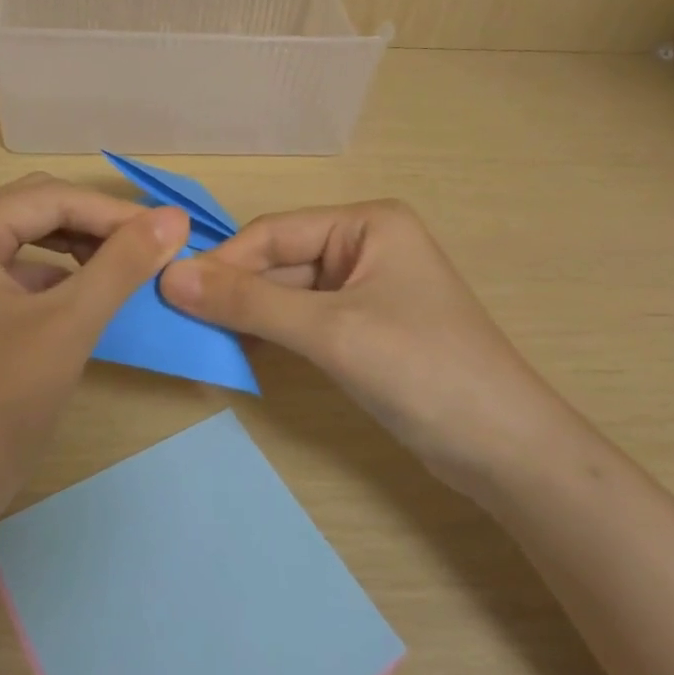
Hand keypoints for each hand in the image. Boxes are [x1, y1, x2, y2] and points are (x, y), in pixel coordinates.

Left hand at [0, 175, 188, 532]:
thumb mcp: (67, 327)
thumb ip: (122, 265)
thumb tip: (173, 217)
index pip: (50, 197)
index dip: (114, 212)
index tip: (169, 233)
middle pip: (32, 213)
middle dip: (93, 228)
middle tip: (147, 252)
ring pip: (20, 247)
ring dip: (73, 254)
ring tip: (121, 275)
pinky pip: (6, 281)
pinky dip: (49, 284)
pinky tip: (80, 306)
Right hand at [162, 201, 568, 489]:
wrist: (505, 450)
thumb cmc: (422, 370)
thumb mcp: (331, 331)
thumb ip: (249, 303)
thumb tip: (170, 277)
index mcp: (367, 224)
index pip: (274, 233)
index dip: (223, 262)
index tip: (168, 292)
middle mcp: (365, 246)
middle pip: (279, 262)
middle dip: (234, 292)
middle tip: (177, 322)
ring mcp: (365, 290)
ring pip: (287, 294)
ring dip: (247, 315)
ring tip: (198, 338)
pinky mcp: (364, 330)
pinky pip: (303, 321)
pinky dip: (272, 334)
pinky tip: (238, 351)